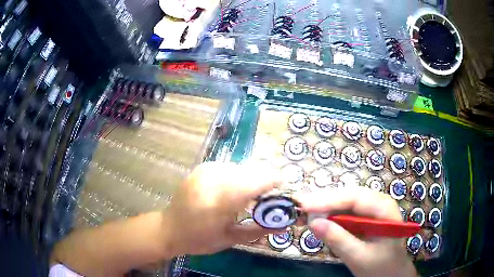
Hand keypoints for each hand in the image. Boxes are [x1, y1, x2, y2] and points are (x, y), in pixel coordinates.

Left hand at [163, 162, 280, 255]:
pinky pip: (231, 167)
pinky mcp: (203, 167)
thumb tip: (285, 224)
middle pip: (251, 171)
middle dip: (265, 181)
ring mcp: (206, 170)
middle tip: (268, 197)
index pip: (255, 182)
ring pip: (242, 167)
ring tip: (251, 196)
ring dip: (252, 178)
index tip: (284, 188)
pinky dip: (239, 176)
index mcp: (219, 201)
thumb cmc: (199, 239)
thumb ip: (259, 230)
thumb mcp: (231, 239)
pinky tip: (235, 190)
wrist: (170, 228)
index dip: (273, 181)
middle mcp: (212, 179)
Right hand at [296, 187, 416, 276]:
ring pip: (345, 203)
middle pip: (348, 196)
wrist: (393, 273)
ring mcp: (372, 210)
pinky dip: (330, 215)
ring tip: (303, 208)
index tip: (304, 204)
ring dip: (324, 206)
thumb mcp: (359, 257)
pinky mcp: (365, 218)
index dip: (328, 199)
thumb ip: (338, 239)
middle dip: (323, 200)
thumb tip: (314, 223)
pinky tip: (317, 217)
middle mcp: (378, 203)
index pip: (354, 198)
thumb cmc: (381, 267)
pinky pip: (346, 212)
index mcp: (384, 209)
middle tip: (298, 202)